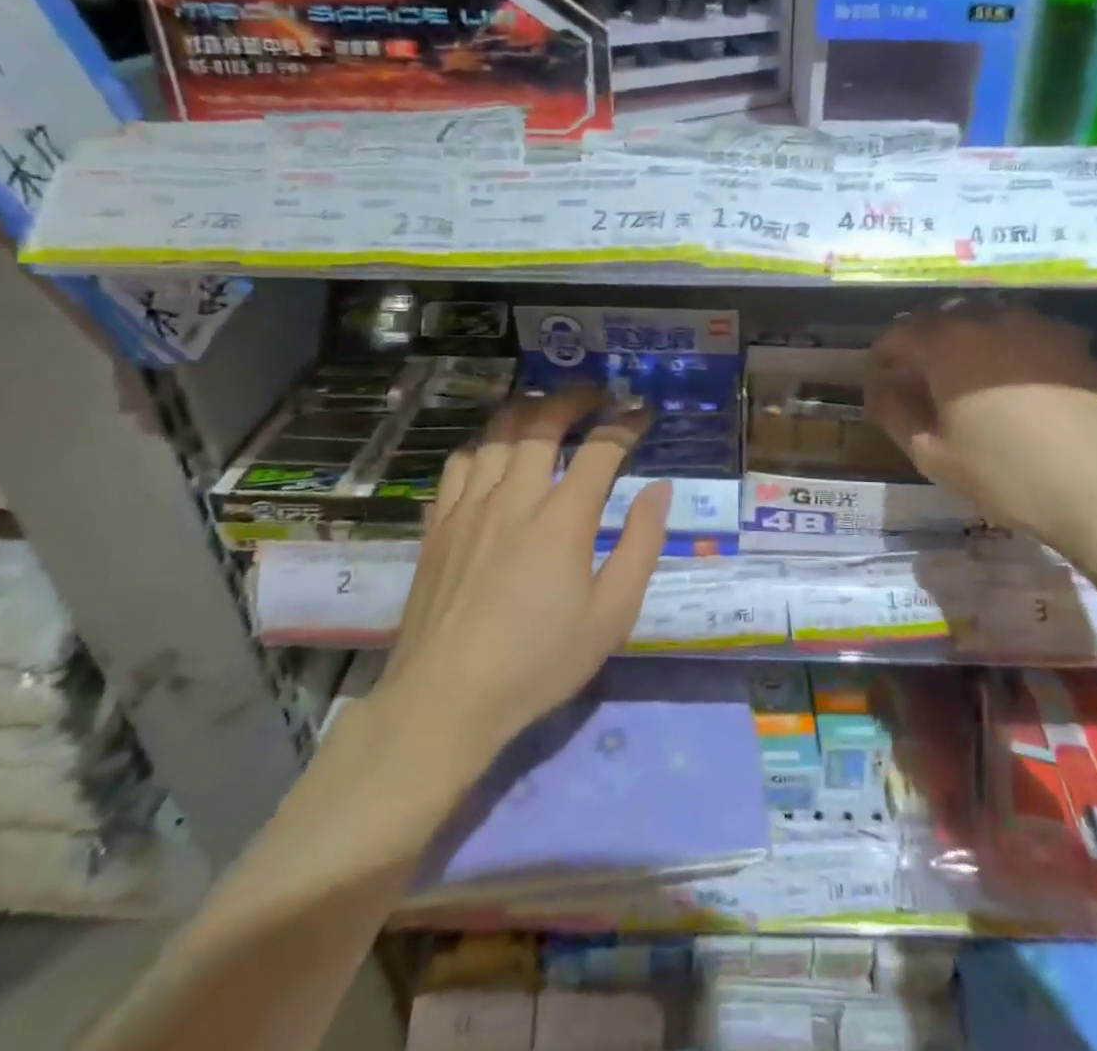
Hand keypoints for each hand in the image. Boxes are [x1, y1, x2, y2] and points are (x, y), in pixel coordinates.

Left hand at [369, 391, 671, 775]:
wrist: (445, 700)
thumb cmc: (538, 661)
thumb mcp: (611, 615)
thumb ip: (641, 546)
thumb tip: (659, 490)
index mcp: (562, 519)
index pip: (600, 449)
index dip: (625, 423)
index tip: (641, 412)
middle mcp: (514, 498)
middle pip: (541, 423)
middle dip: (573, 399)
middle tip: (595, 395)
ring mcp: (468, 508)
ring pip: (495, 435)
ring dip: (525, 413)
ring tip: (545, 411)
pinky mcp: (438, 525)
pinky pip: (458, 464)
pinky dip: (482, 446)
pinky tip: (492, 455)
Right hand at [865, 302, 1096, 563]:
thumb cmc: (1006, 474)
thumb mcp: (932, 455)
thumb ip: (894, 413)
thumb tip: (878, 388)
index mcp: (946, 344)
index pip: (899, 332)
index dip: (883, 353)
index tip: (879, 375)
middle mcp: (987, 320)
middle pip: (941, 316)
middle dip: (922, 339)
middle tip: (918, 373)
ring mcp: (1034, 326)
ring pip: (984, 316)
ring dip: (964, 335)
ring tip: (964, 370)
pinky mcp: (1070, 341)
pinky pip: (1023, 329)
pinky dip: (1005, 343)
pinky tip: (1013, 375)